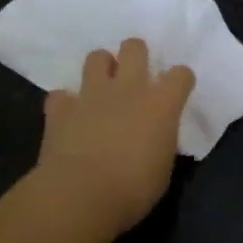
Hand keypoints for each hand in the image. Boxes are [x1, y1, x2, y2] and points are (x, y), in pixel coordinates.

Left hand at [35, 39, 195, 235]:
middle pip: (135, 47)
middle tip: (135, 77)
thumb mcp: (163, 168)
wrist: (80, 195)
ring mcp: (92, 94)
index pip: (181, 74)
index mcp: (161, 104)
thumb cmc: (133, 189)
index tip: (177, 93)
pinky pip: (61, 94)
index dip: (180, 81)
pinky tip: (69, 117)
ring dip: (101, 69)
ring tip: (102, 89)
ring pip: (97, 57)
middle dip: (136, 56)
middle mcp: (129, 88)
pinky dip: (65, 103)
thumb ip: (160, 142)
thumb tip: (155, 137)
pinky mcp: (61, 108)